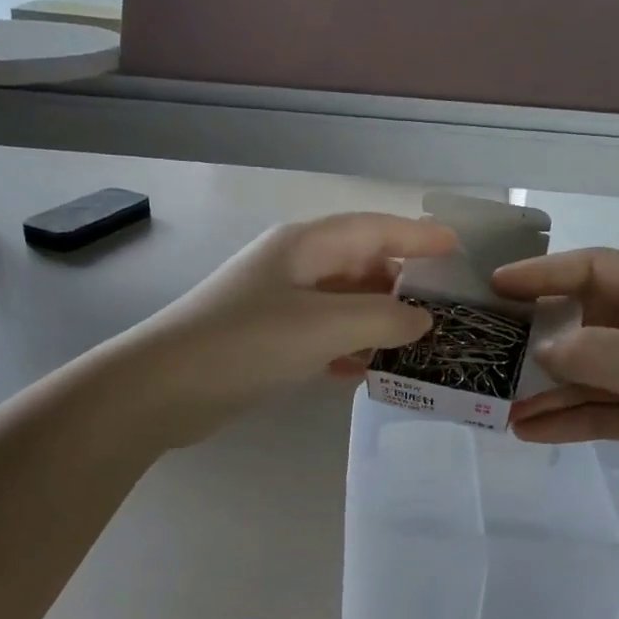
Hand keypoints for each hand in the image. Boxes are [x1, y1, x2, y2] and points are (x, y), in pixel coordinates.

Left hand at [124, 213, 454, 444]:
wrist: (163, 389)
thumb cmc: (246, 344)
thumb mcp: (324, 327)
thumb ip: (382, 319)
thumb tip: (422, 320)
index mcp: (306, 246)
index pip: (374, 229)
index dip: (417, 236)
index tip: (456, 248)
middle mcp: (293, 266)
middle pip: (359, 265)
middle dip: (400, 285)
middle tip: (442, 309)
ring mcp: (277, 303)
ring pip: (341, 303)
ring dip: (375, 321)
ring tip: (414, 346)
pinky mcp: (266, 339)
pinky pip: (320, 334)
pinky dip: (345, 347)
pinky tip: (361, 371)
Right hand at [494, 248, 618, 532]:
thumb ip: (595, 353)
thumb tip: (540, 352)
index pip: (597, 269)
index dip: (545, 273)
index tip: (497, 287)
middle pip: (585, 320)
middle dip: (537, 336)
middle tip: (488, 347)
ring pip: (587, 371)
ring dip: (546, 387)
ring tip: (498, 402)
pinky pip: (599, 409)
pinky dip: (567, 418)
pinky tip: (528, 430)